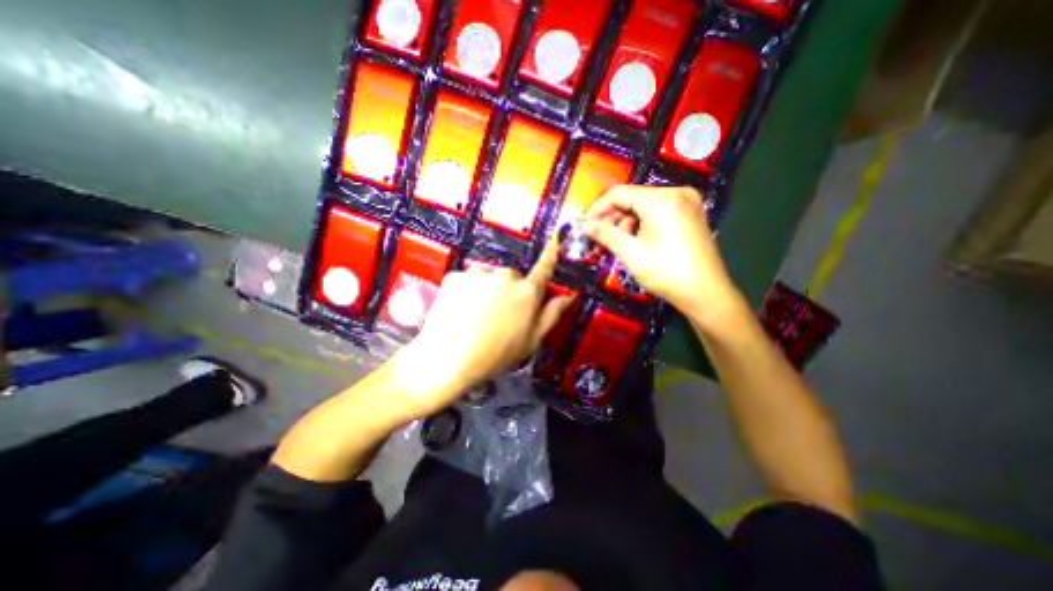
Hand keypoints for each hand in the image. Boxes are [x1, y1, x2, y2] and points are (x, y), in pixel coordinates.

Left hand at [391, 240, 575, 415]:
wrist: (449, 358)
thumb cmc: (496, 354)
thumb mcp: (531, 340)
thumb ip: (551, 315)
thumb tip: (568, 297)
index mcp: (527, 292)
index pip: (543, 269)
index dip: (549, 256)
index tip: (552, 243)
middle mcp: (505, 276)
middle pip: (511, 277)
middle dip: (508, 290)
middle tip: (498, 313)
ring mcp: (478, 274)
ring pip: (487, 277)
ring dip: (485, 289)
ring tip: (475, 313)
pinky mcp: (455, 276)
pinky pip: (466, 280)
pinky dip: (465, 291)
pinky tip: (460, 310)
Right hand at [584, 183, 738, 326]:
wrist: (705, 293)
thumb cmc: (666, 272)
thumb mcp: (631, 253)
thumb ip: (605, 234)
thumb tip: (584, 225)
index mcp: (662, 199)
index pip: (619, 193)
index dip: (598, 208)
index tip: (584, 225)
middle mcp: (677, 192)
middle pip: (633, 197)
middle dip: (612, 216)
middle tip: (598, 236)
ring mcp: (687, 202)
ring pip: (644, 205)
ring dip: (626, 221)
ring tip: (617, 242)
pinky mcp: (691, 213)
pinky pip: (658, 211)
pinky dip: (642, 223)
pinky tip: (635, 240)